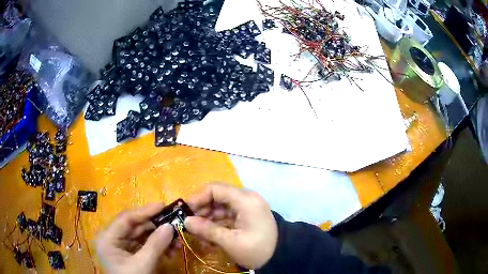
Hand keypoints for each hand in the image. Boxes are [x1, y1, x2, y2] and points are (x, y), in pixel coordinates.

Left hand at [96, 203, 173, 273]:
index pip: (126, 219)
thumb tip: (170, 226)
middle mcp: (113, 239)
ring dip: (160, 237)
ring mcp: (122, 247)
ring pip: (142, 236)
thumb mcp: (143, 265)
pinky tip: (172, 249)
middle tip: (174, 220)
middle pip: (135, 226)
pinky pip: (145, 245)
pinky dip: (159, 246)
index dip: (145, 211)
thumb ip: (155, 245)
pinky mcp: (131, 254)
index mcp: (107, 238)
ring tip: (178, 238)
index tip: (163, 205)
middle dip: (156, 226)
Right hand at [184, 184, 277, 268]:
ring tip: (197, 234)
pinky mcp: (245, 216)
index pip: (214, 189)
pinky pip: (226, 215)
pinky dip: (216, 224)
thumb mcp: (231, 242)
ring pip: (219, 207)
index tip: (184, 211)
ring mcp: (245, 207)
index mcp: (244, 200)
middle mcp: (245, 199)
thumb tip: (186, 221)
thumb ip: (207, 230)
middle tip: (189, 225)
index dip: (197, 198)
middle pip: (216, 197)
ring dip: (207, 219)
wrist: (281, 257)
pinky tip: (208, 237)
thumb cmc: (257, 249)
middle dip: (201, 211)